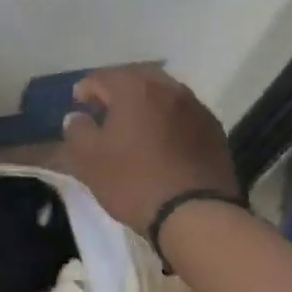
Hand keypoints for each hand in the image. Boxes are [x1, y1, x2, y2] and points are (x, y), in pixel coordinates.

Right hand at [60, 65, 240, 233]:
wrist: (195, 215)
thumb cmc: (133, 181)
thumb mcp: (88, 160)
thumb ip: (77, 132)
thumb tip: (77, 118)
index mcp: (135, 89)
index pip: (102, 77)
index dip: (86, 89)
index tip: (78, 106)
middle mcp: (168, 88)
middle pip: (137, 78)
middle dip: (118, 90)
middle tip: (105, 110)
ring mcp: (196, 108)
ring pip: (164, 94)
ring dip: (146, 103)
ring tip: (134, 126)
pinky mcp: (214, 130)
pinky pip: (183, 114)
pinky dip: (168, 120)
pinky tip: (162, 142)